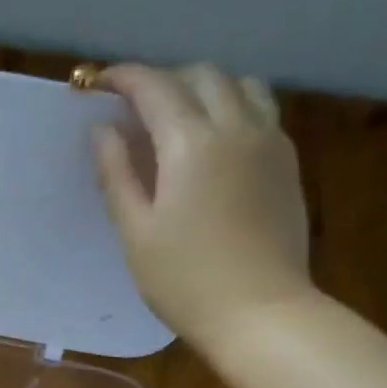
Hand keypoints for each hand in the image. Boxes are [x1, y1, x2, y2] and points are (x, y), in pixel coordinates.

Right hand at [92, 63, 316, 360]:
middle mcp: (236, 127)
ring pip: (240, 85)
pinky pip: (261, 111)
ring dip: (204, 88)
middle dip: (163, 80)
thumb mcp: (136, 232)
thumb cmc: (184, 279)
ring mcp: (269, 142)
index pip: (156, 87)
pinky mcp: (287, 163)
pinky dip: (232, 107)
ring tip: (178, 117)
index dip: (125, 78)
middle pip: (202, 76)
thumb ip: (117, 174)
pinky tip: (215, 142)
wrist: (259, 311)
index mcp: (191, 144)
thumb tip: (102, 130)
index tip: (99, 82)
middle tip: (134, 107)